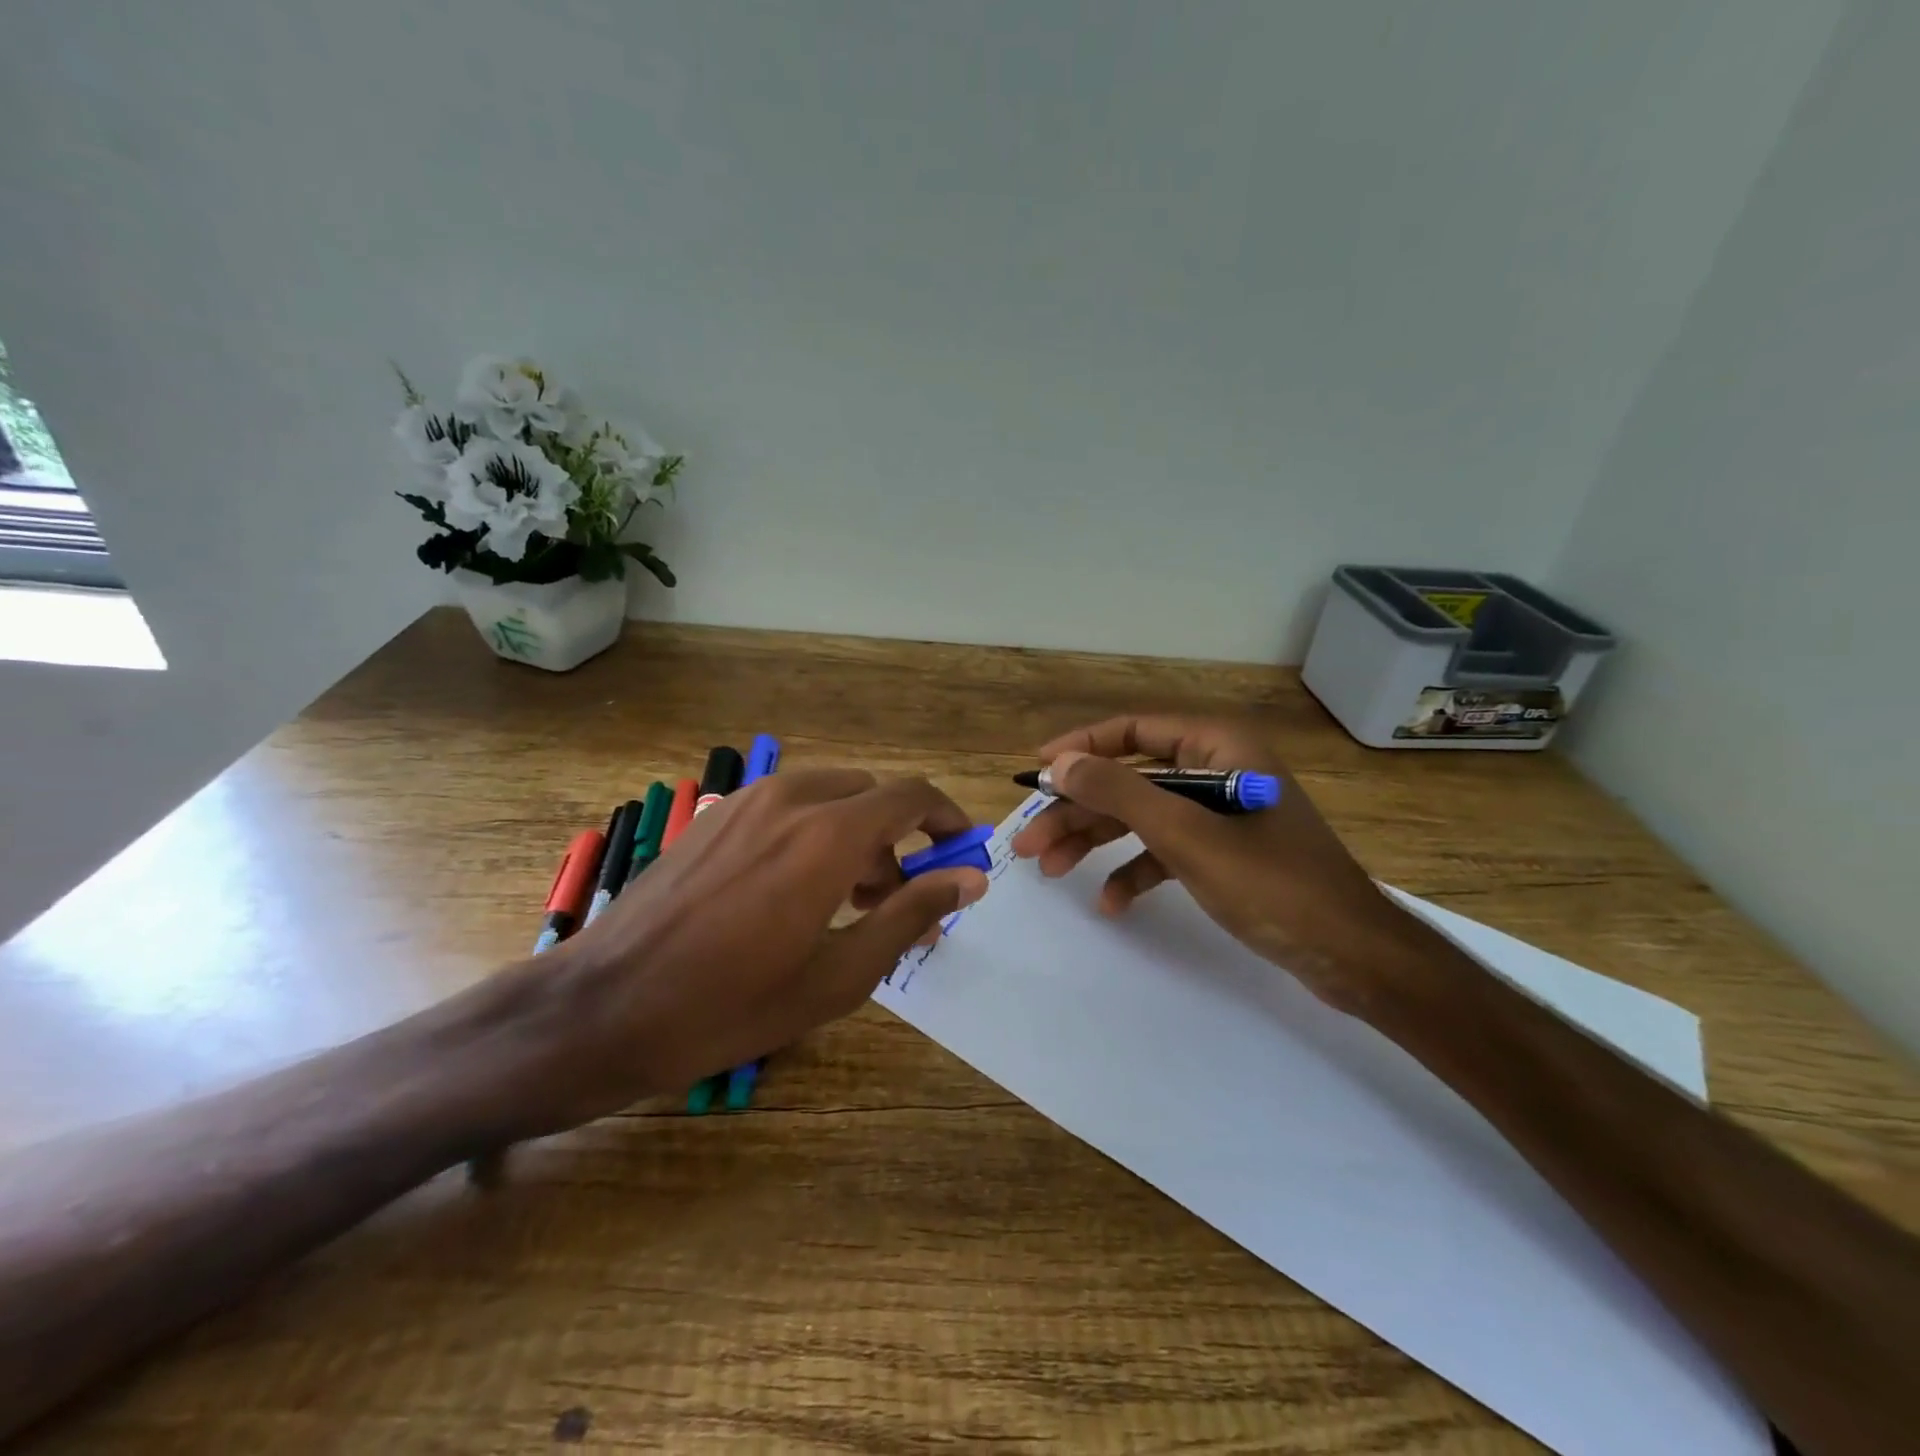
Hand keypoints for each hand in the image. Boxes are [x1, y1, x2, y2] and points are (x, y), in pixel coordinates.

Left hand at [490, 770, 987, 1133]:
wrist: (603, 1007)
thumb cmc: (730, 1005)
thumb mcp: (838, 975)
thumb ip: (911, 915)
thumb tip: (970, 879)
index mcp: (829, 836)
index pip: (912, 796)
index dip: (946, 819)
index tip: (959, 854)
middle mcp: (791, 799)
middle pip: (872, 794)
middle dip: (897, 838)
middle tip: (893, 900)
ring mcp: (746, 801)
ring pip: (829, 795)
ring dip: (854, 833)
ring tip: (843, 902)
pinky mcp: (714, 815)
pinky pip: (786, 804)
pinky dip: (812, 830)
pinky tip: (789, 890)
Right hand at [1009, 715, 1430, 1016]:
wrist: (1352, 956)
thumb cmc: (1272, 884)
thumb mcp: (1187, 835)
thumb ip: (1120, 793)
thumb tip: (1059, 764)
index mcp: (1218, 747)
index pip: (1133, 731)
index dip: (1080, 747)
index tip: (1036, 771)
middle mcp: (1218, 770)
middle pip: (1130, 780)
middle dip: (1078, 810)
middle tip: (1029, 842)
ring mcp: (1221, 814)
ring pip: (1142, 817)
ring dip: (1096, 841)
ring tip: (1050, 871)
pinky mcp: (1225, 853)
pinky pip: (1166, 850)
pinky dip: (1136, 871)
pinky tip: (1110, 902)